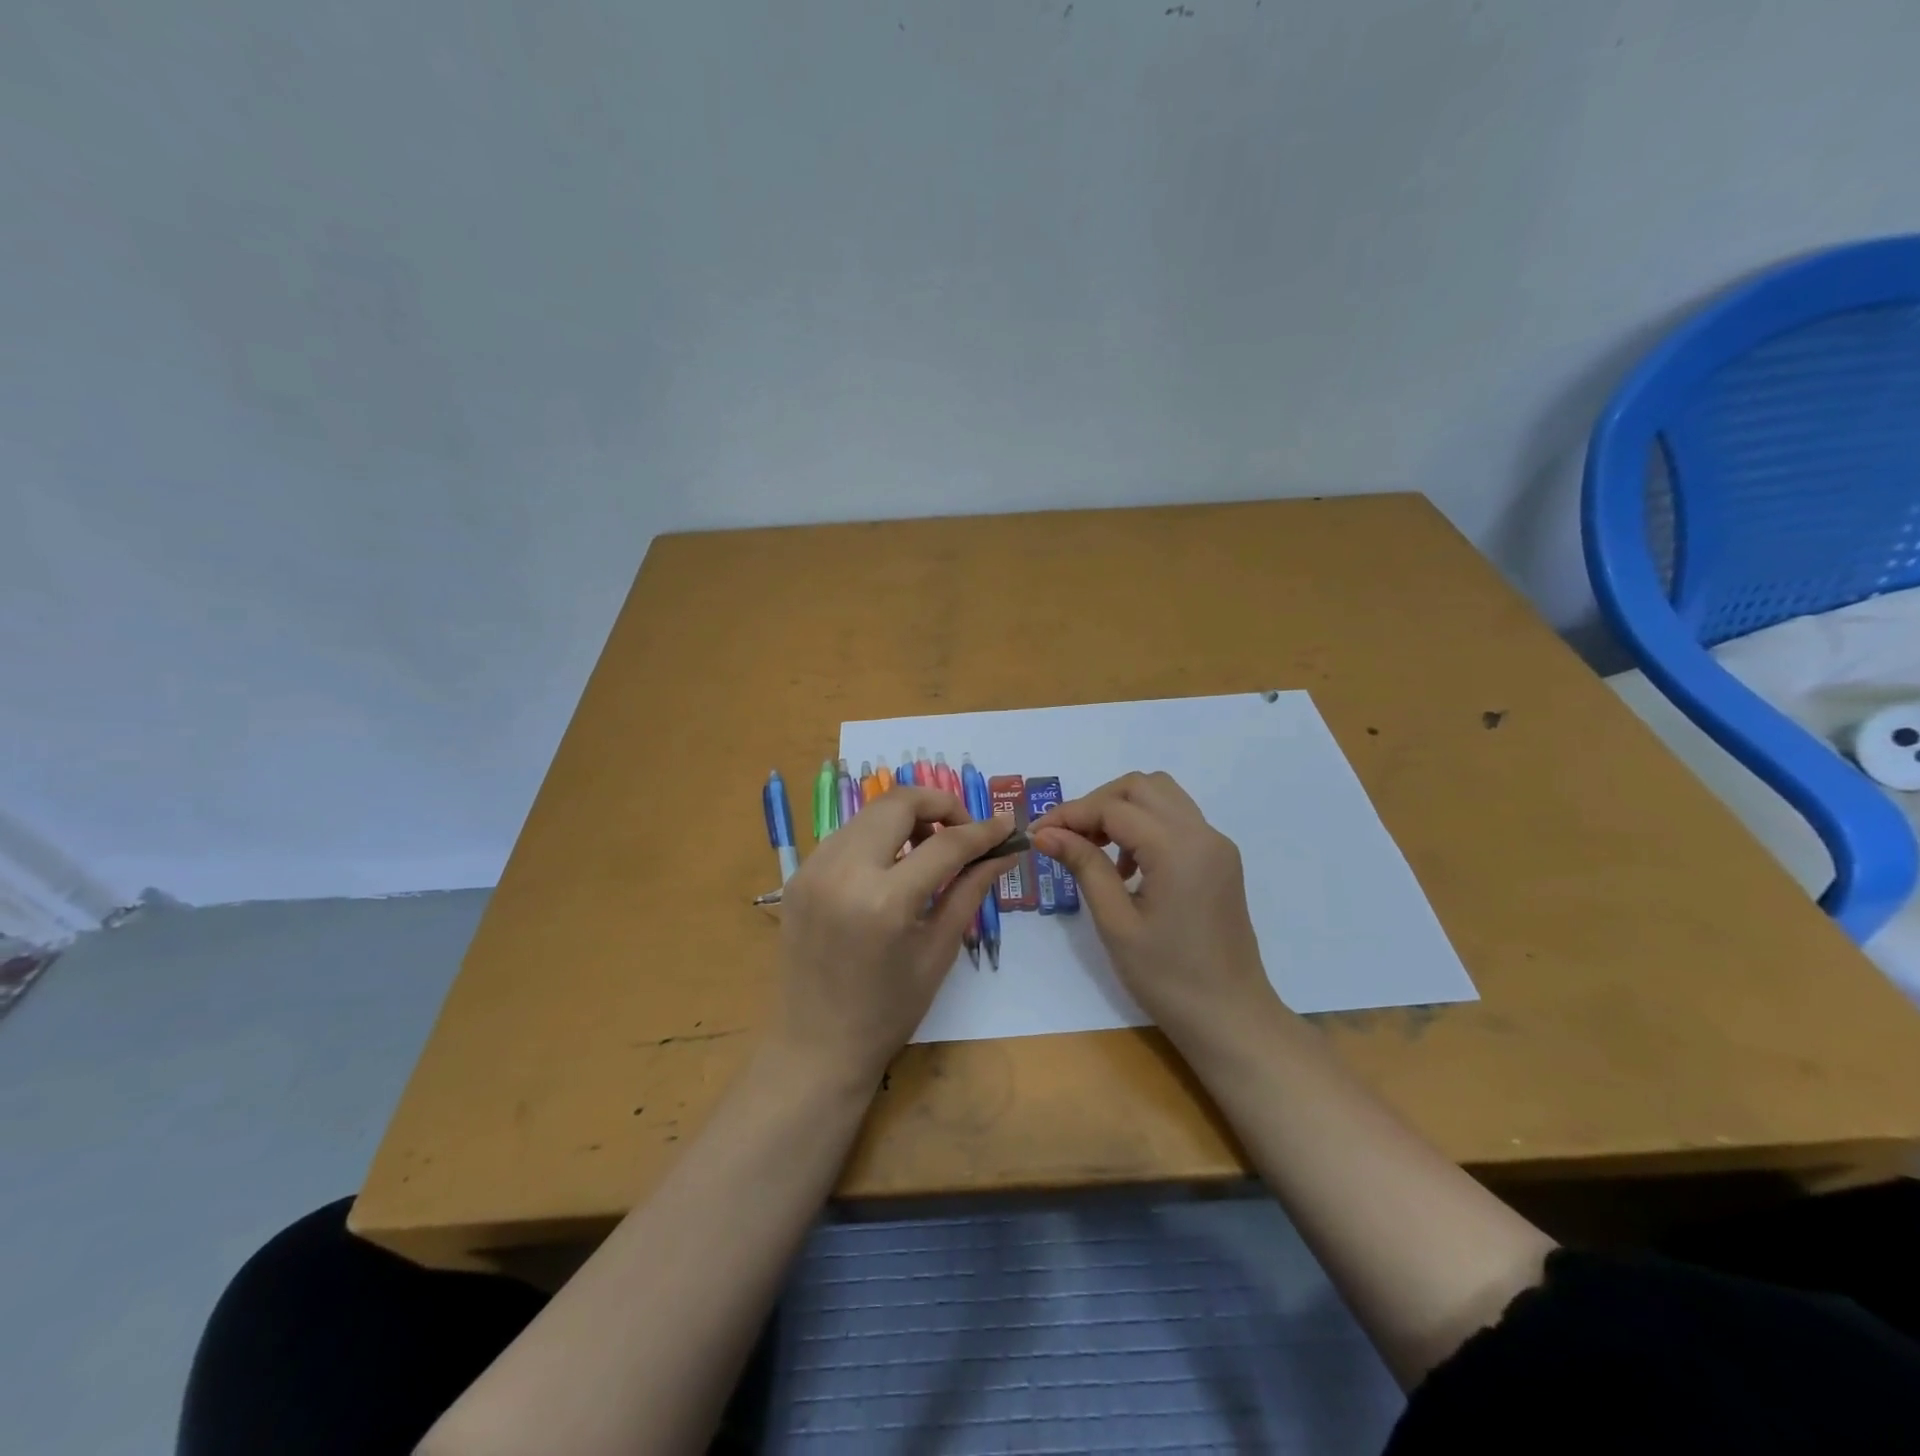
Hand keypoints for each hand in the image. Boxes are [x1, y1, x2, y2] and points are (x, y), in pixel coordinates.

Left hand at [772, 785, 1014, 1085]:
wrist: (815, 1047)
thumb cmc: (888, 1011)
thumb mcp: (938, 950)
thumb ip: (971, 890)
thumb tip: (1004, 851)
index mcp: (884, 901)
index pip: (945, 843)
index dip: (982, 830)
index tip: (1006, 825)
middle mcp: (843, 871)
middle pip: (899, 802)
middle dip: (940, 806)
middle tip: (963, 833)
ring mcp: (813, 868)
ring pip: (871, 812)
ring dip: (907, 818)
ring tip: (929, 850)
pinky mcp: (798, 873)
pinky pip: (847, 834)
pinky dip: (878, 837)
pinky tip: (892, 867)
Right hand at [1030, 771, 1276, 1047]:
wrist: (1231, 1018)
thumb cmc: (1168, 978)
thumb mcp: (1116, 923)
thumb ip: (1084, 866)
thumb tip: (1045, 832)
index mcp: (1178, 848)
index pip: (1114, 807)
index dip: (1070, 814)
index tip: (1037, 833)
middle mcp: (1203, 834)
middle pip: (1141, 787)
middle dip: (1097, 803)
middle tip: (1067, 837)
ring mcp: (1216, 845)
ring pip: (1162, 797)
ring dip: (1122, 810)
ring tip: (1094, 850)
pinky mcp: (1220, 860)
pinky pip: (1177, 821)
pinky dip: (1145, 826)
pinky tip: (1126, 867)